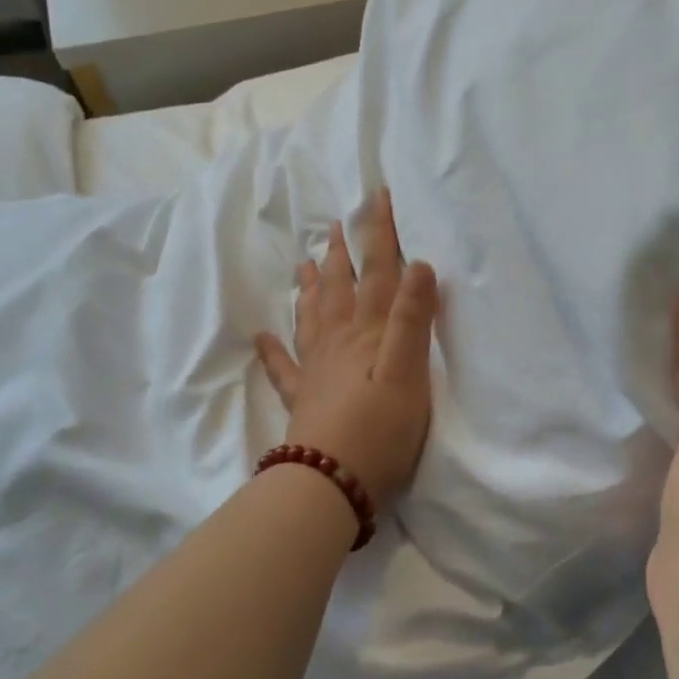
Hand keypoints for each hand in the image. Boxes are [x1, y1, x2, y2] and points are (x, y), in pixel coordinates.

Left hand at [254, 190, 438, 511]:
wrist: (331, 482)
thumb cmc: (379, 430)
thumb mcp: (407, 373)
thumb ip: (413, 321)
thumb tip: (418, 264)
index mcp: (367, 334)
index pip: (377, 273)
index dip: (379, 234)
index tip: (376, 196)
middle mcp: (338, 343)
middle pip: (339, 289)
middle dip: (341, 254)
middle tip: (336, 225)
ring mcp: (316, 371)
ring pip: (312, 318)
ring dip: (311, 288)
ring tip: (305, 263)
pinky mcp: (304, 401)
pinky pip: (284, 369)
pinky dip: (273, 351)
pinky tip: (261, 337)